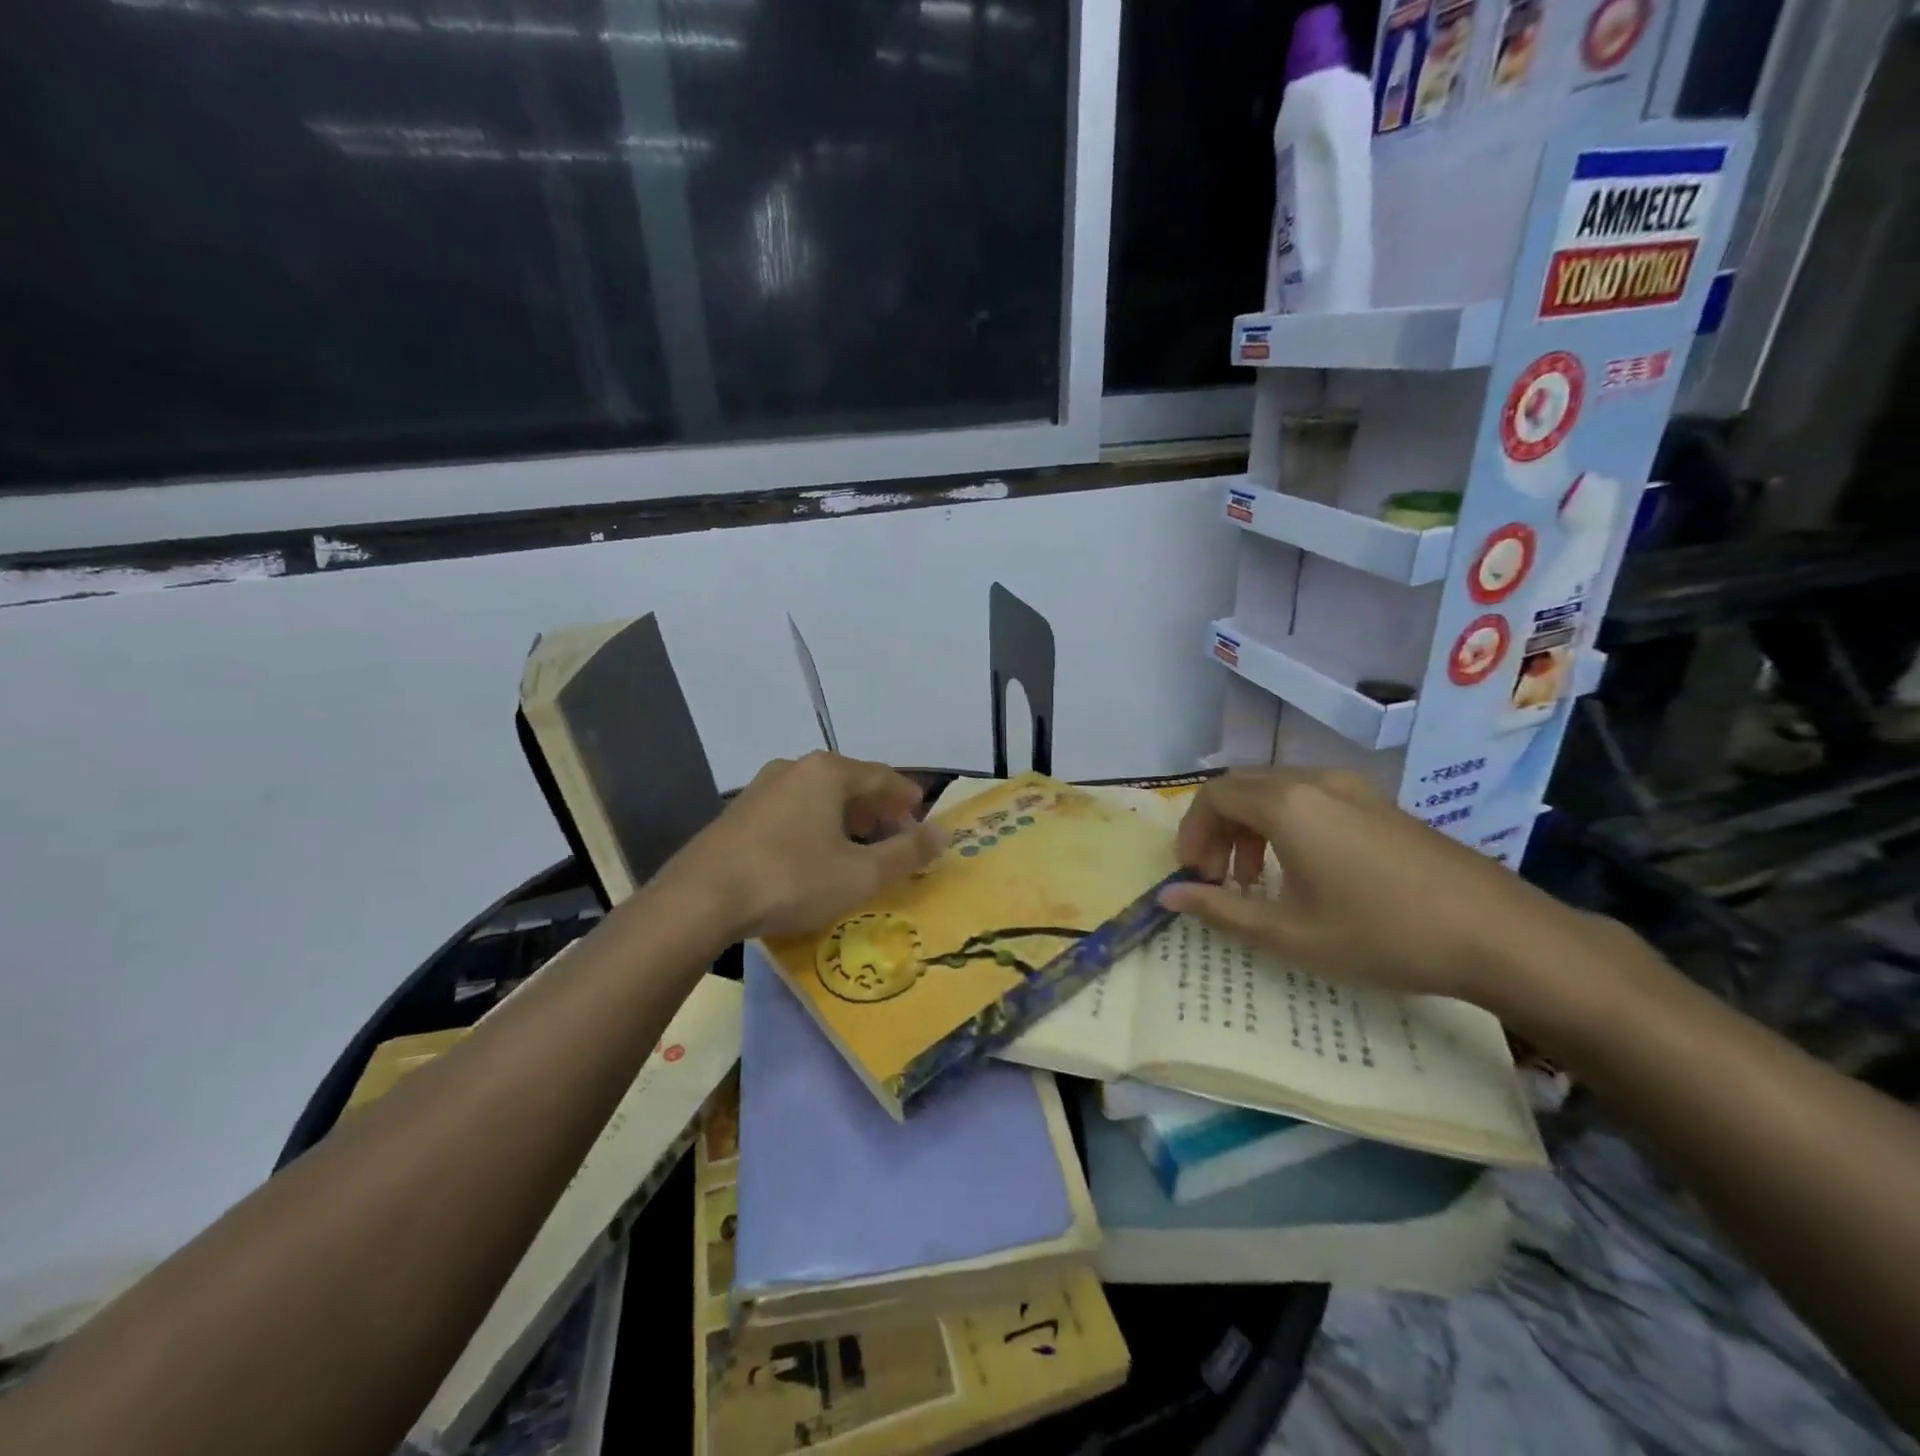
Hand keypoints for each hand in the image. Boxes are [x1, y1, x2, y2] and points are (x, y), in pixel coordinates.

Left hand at [666, 752, 947, 940]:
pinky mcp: (739, 813)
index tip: (922, 817)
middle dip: (877, 810)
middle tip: (894, 838)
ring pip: (818, 796)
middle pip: (850, 783)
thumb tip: (944, 833)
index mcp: (828, 772)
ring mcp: (761, 788)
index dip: (907, 797)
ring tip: (858, 849)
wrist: (700, 900)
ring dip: (845, 819)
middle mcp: (795, 768)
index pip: (882, 776)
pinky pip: (792, 810)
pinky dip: (815, 825)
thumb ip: (907, 852)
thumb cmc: (791, 880)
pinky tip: (813, 855)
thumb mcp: (860, 874)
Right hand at [1157, 767, 1590, 1004]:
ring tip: (1259, 880)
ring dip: (1252, 827)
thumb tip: (1169, 895)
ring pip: (1278, 791)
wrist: (1501, 935)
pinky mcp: (1382, 804)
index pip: (1214, 796)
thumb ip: (1221, 910)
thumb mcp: (1291, 934)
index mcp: (1287, 804)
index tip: (1194, 875)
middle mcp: (1316, 781)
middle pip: (1243, 787)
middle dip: (1219, 829)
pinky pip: (1313, 798)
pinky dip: (1287, 824)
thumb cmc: (1382, 934)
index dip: (1192, 832)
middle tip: (1219, 878)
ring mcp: (1355, 788)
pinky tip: (1307, 872)